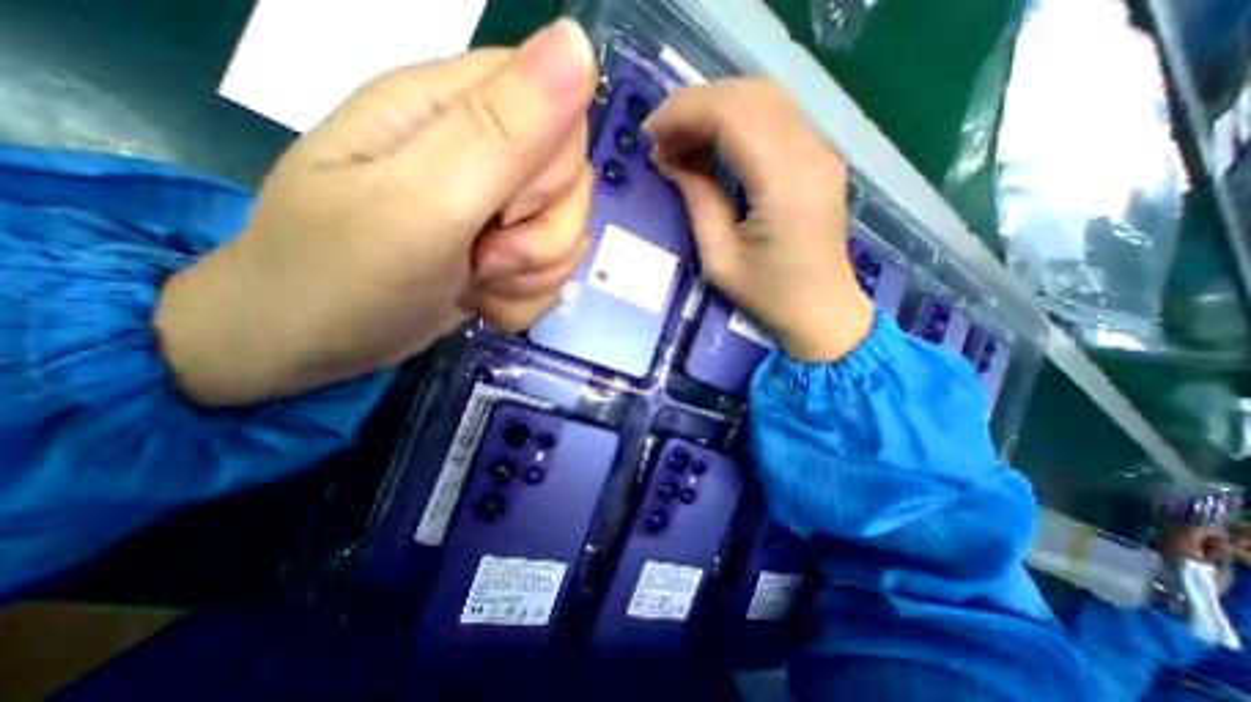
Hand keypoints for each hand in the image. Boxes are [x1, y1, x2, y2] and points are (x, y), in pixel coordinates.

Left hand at [153, 20, 595, 405]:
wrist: (315, 343)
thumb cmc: (347, 273)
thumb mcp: (420, 201)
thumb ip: (500, 131)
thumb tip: (579, 44)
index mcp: (456, 110)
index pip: (561, 113)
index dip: (549, 174)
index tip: (503, 211)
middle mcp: (487, 154)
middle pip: (575, 186)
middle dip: (543, 239)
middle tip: (484, 258)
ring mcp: (500, 211)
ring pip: (570, 238)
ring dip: (533, 276)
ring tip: (476, 283)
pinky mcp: (507, 254)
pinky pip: (553, 275)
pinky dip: (525, 299)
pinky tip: (482, 301)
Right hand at [645, 75, 872, 362]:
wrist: (822, 311)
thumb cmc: (768, 295)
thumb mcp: (719, 258)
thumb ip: (697, 199)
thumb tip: (670, 159)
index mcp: (784, 183)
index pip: (732, 114)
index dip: (684, 113)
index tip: (649, 134)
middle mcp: (810, 153)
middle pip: (748, 95)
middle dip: (695, 107)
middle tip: (661, 138)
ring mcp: (821, 151)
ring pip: (762, 98)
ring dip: (714, 109)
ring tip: (680, 140)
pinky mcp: (819, 158)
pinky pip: (774, 117)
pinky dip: (736, 120)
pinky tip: (711, 144)